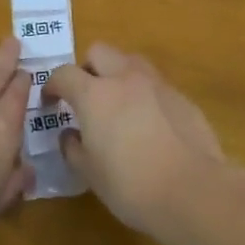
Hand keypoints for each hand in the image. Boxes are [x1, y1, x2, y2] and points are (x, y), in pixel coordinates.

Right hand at [43, 44, 230, 234]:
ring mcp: (157, 85)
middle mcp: (125, 79)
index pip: (64, 74)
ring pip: (131, 61)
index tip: (51, 102)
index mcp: (95, 95)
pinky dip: (145, 94)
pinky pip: (156, 85)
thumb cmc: (131, 185)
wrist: (193, 192)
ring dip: (118, 74)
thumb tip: (70, 135)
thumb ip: (73, 148)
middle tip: (86, 96)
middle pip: (99, 52)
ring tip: (118, 104)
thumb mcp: (89, 173)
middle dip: (87, 68)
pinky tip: (149, 124)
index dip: (53, 85)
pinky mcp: (182, 98)